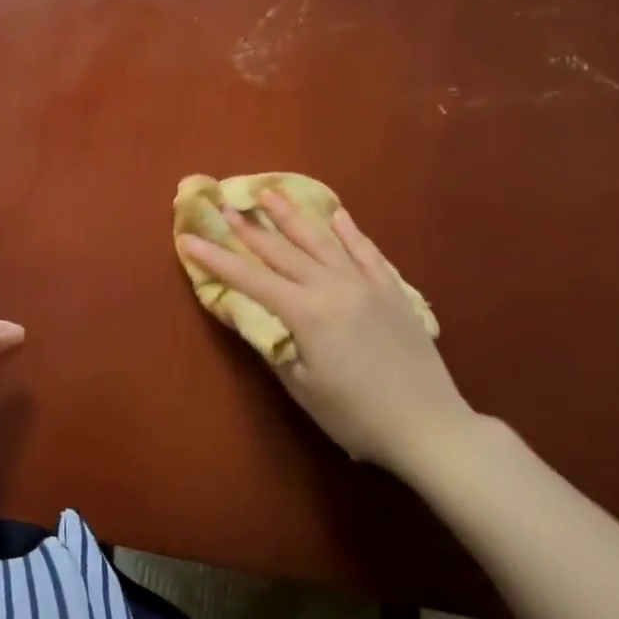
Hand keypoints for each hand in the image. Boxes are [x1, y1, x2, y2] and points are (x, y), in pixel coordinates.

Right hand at [179, 189, 472, 475]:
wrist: (430, 426)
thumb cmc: (356, 415)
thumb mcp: (302, 387)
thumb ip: (273, 346)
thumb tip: (247, 317)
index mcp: (306, 312)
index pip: (250, 279)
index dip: (216, 258)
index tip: (189, 238)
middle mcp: (333, 286)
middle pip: (282, 250)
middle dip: (249, 228)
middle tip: (224, 204)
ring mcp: (366, 284)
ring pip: (322, 240)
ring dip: (293, 215)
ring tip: (270, 192)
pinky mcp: (393, 291)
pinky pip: (367, 252)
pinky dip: (350, 232)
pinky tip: (337, 215)